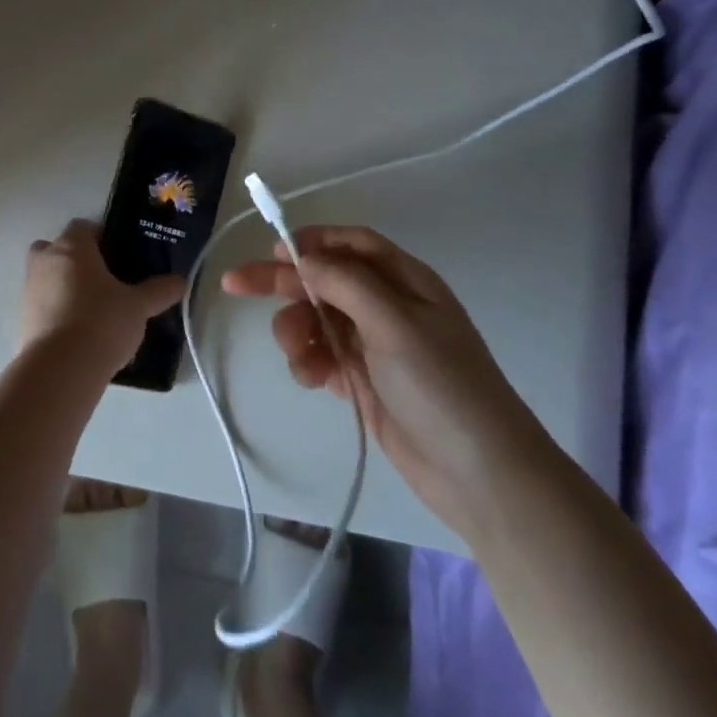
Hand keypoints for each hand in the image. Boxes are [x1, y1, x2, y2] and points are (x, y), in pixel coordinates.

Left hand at [21, 220, 185, 372]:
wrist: (60, 370)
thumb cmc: (102, 322)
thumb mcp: (138, 306)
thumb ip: (159, 291)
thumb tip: (180, 281)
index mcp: (72, 247)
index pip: (84, 227)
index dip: (102, 237)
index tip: (120, 255)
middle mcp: (45, 261)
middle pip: (57, 248)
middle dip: (75, 260)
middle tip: (102, 280)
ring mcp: (29, 291)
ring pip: (47, 277)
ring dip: (64, 287)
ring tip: (94, 311)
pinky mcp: (23, 320)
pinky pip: (43, 306)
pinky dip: (57, 313)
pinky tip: (80, 334)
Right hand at [222, 226, 551, 530]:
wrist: (480, 475)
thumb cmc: (442, 385)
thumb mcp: (395, 323)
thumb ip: (345, 283)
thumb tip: (302, 257)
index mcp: (405, 281)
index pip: (352, 244)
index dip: (313, 241)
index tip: (274, 250)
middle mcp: (387, 306)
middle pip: (324, 279)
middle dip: (283, 282)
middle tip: (236, 284)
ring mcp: (375, 345)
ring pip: (317, 319)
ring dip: (296, 330)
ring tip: (297, 355)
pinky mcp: (364, 381)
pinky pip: (323, 356)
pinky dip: (309, 362)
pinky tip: (311, 378)